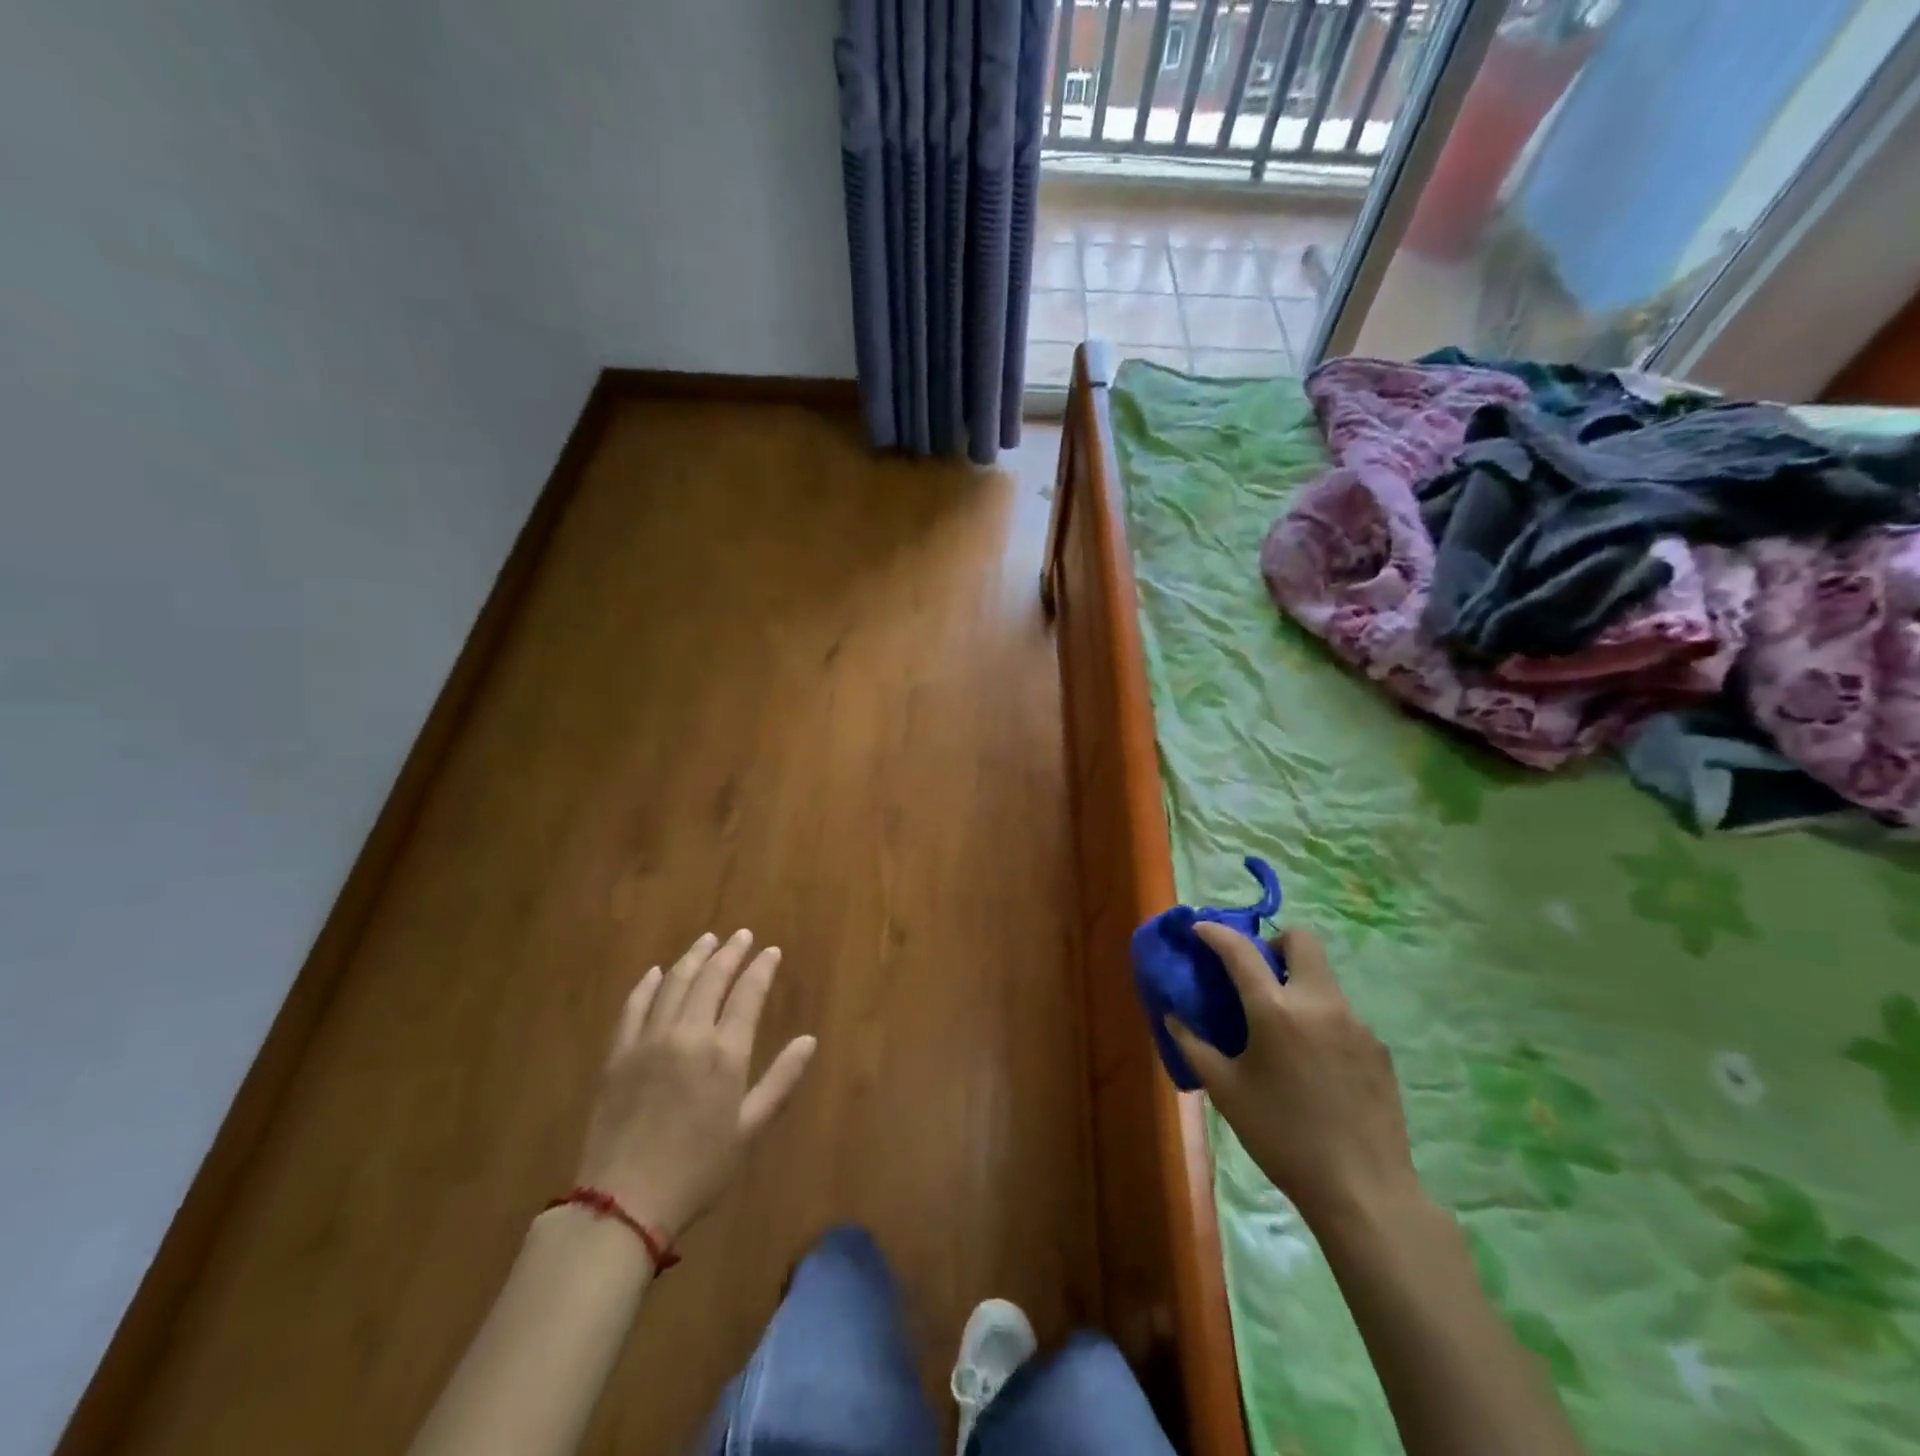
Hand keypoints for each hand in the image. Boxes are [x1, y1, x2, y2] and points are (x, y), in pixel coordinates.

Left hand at [576, 930, 815, 1242]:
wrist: (624, 1202)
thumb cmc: (698, 1169)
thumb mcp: (750, 1129)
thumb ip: (781, 1080)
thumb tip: (809, 1041)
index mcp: (725, 1053)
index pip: (747, 994)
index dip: (761, 968)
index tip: (771, 951)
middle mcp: (688, 1035)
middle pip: (711, 979)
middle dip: (729, 952)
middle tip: (741, 935)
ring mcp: (649, 1041)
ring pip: (674, 984)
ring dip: (693, 957)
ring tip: (707, 940)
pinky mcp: (618, 1054)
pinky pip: (634, 1007)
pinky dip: (647, 985)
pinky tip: (656, 973)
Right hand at [1166, 924, 1419, 1229]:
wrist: (1363, 1191)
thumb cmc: (1282, 1137)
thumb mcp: (1226, 1092)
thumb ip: (1194, 1046)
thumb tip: (1173, 1016)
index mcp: (1275, 1010)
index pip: (1240, 950)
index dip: (1216, 933)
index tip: (1200, 929)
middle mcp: (1319, 1003)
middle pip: (1302, 940)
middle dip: (1274, 944)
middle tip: (1256, 973)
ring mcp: (1356, 1023)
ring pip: (1324, 978)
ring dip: (1298, 983)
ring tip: (1282, 1028)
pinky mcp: (1379, 1048)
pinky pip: (1343, 1015)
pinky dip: (1320, 1019)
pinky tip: (1313, 1063)